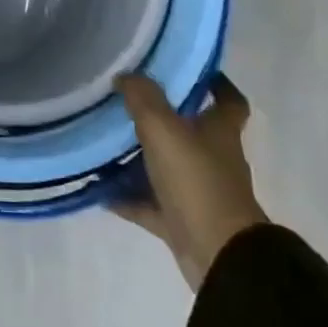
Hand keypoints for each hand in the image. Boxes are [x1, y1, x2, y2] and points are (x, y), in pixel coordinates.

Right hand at [113, 73, 267, 290]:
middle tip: (127, 99)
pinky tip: (99, 187)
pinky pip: (149, 203)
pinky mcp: (182, 222)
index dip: (216, 83)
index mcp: (220, 132)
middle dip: (163, 117)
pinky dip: (126, 196)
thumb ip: (143, 98)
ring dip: (140, 157)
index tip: (191, 69)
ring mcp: (198, 192)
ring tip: (104, 140)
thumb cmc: (197, 182)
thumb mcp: (164, 129)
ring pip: (166, 167)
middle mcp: (214, 159)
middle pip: (191, 131)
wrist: (218, 257)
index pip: (229, 100)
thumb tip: (126, 75)